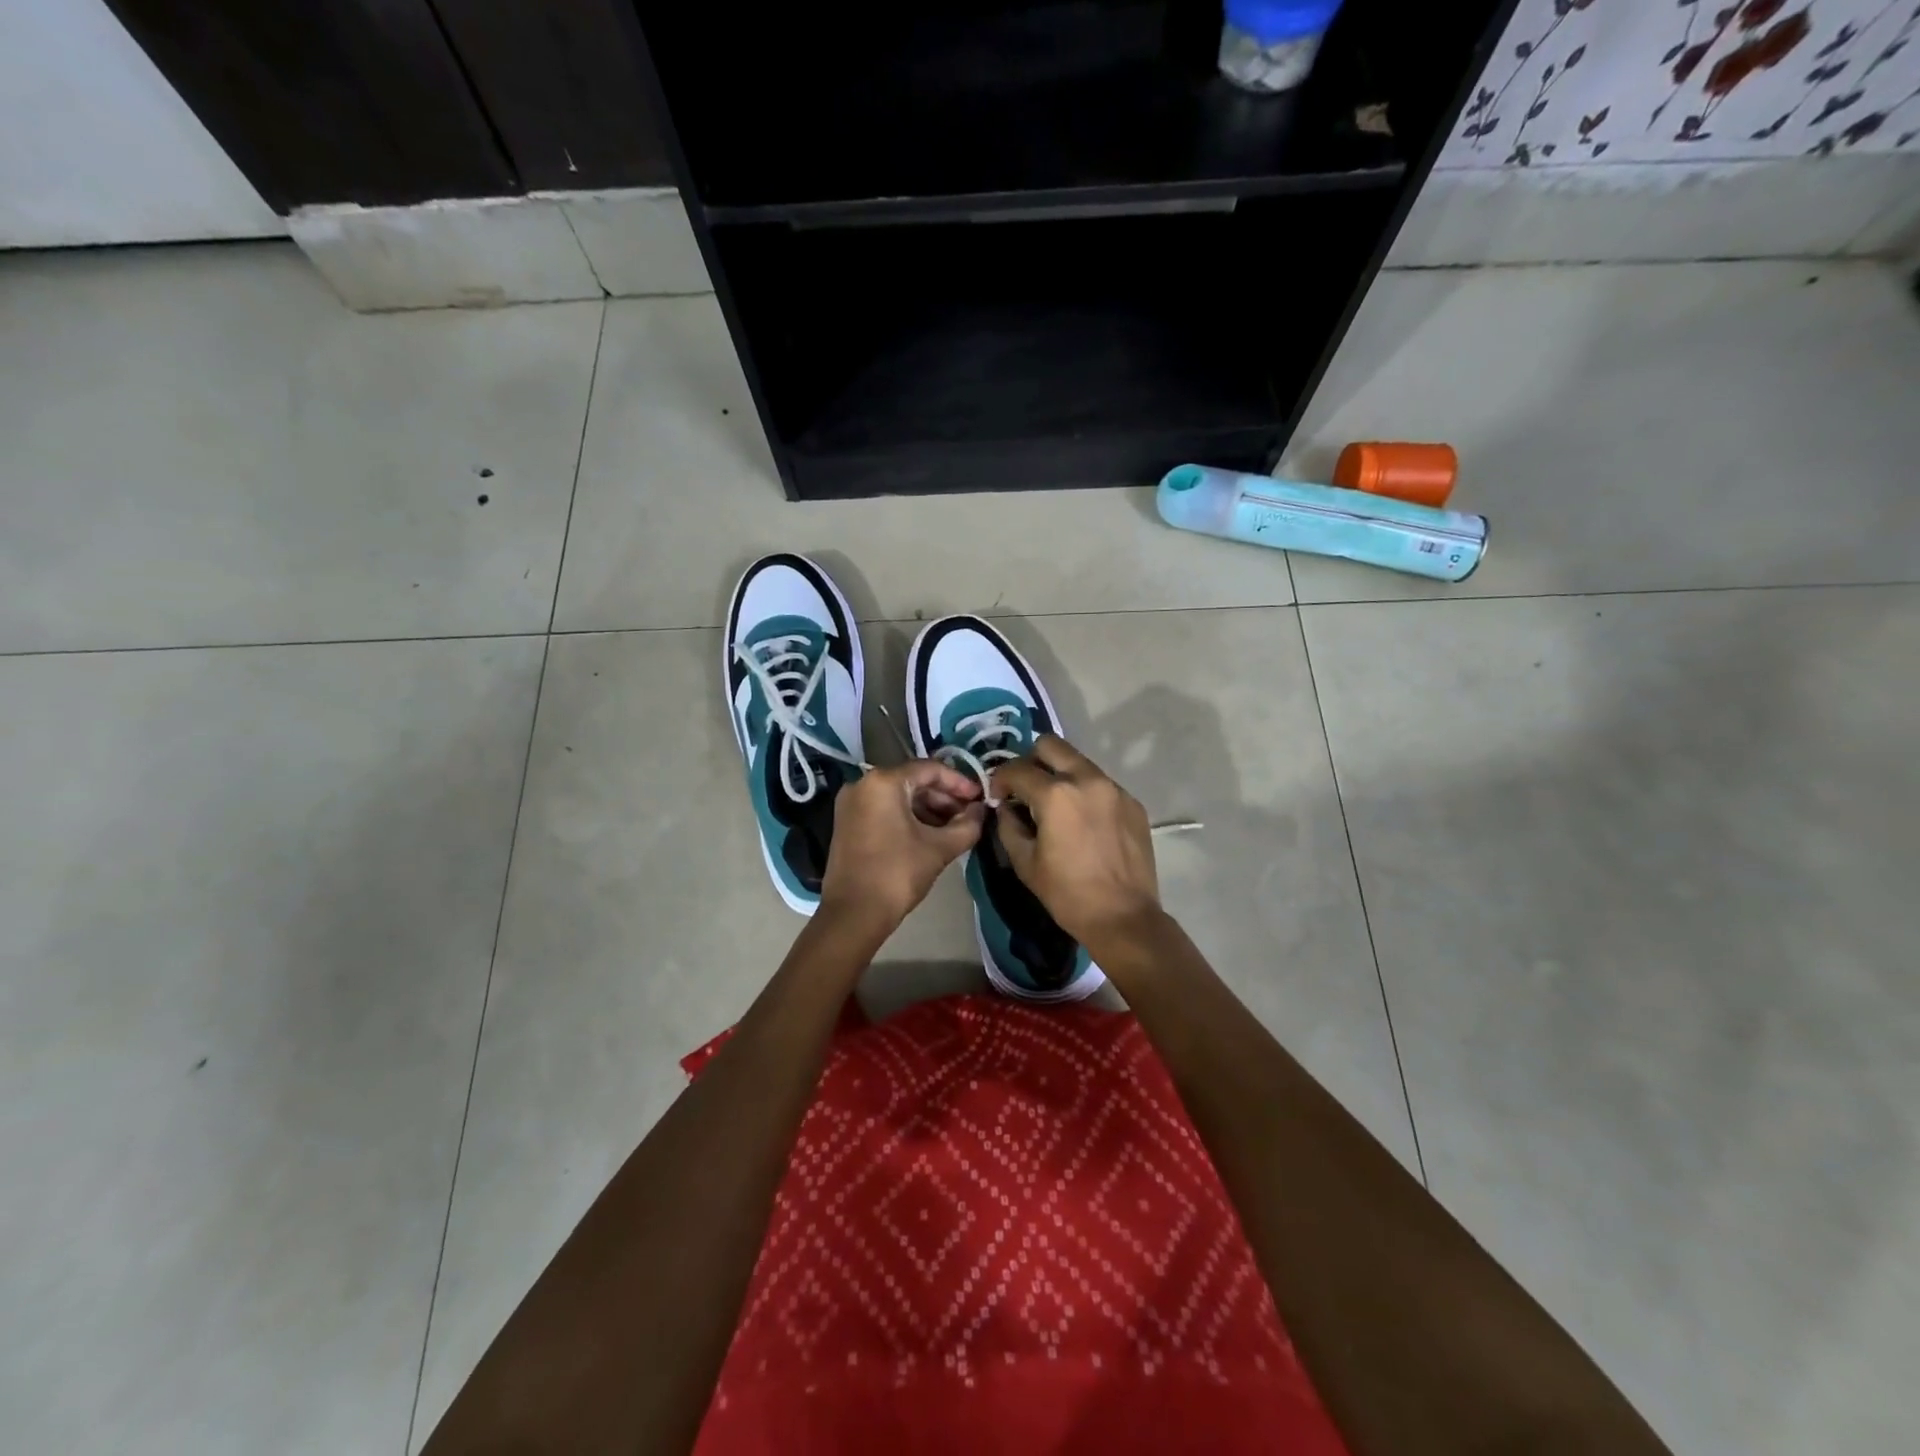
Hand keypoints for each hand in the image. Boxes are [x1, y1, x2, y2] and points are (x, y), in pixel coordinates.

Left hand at [820, 761, 985, 930]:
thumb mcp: (939, 848)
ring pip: (899, 796)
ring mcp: (851, 803)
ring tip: (955, 827)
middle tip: (969, 815)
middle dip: (944, 797)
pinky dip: (908, 817)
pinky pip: (884, 809)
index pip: (930, 769)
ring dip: (928, 808)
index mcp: (883, 781)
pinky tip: (930, 834)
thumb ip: (967, 825)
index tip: (980, 798)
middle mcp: (862, 784)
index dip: (959, 782)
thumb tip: (980, 811)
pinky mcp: (847, 822)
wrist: (853, 914)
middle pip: (913, 781)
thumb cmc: (897, 874)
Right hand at [989, 736, 1162, 955]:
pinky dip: (1084, 792)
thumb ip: (1008, 825)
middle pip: (1050, 745)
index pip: (1017, 768)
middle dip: (1031, 761)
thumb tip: (1006, 807)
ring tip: (1055, 805)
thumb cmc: (1067, 893)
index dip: (1000, 780)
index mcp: (1056, 794)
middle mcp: (1087, 779)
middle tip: (1026, 788)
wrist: (1123, 917)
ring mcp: (1114, 788)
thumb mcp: (1024, 862)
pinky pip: (1100, 784)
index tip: (998, 797)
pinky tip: (1083, 822)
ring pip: (1078, 762)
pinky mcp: (1132, 802)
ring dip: (1060, 774)